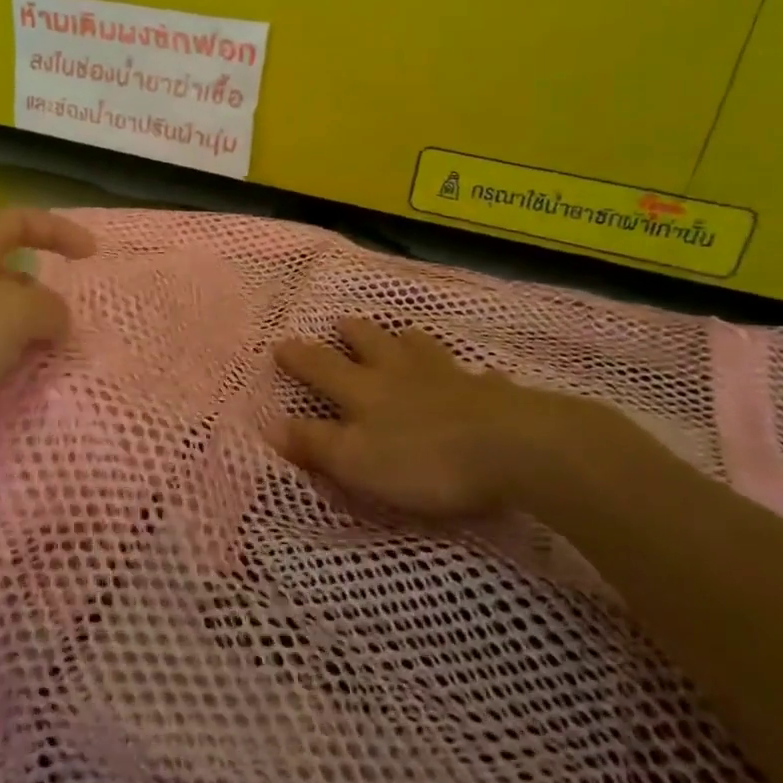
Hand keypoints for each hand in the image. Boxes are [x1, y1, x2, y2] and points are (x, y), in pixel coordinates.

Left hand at [0, 208, 96, 471]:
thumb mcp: (10, 314)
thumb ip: (47, 309)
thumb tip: (56, 321)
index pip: (17, 221)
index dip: (57, 230)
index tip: (92, 256)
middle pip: (10, 278)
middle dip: (44, 301)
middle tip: (71, 333)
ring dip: (27, 343)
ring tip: (52, 369)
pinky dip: (3, 373)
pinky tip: (18, 394)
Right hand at [268, 318, 605, 522]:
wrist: (511, 449)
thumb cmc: (422, 459)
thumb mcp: (355, 460)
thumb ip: (315, 443)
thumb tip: (271, 424)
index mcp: (364, 390)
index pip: (322, 367)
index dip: (299, 357)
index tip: (281, 344)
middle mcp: (401, 374)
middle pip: (372, 344)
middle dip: (353, 334)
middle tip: (342, 322)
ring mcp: (448, 379)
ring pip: (421, 349)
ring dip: (406, 340)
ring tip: (402, 334)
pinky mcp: (491, 395)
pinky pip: (478, 377)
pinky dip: (473, 375)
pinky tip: (481, 375)